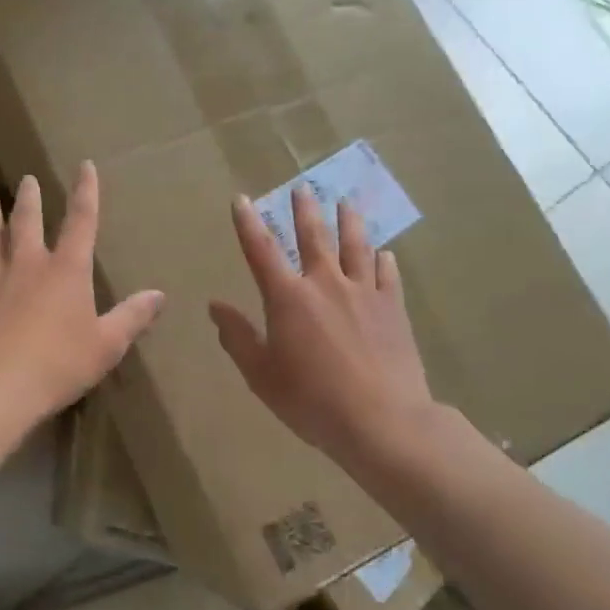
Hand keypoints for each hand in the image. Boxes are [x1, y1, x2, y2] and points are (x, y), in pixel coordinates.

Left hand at [0, 163, 164, 433]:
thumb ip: (132, 317)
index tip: (85, 166)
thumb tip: (159, 294)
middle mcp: (28, 267)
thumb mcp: (107, 344)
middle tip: (27, 180)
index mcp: (66, 270)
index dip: (86, 192)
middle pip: (28, 224)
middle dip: (30, 200)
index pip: (81, 222)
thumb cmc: (59, 363)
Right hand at [209, 185, 440, 467]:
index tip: (241, 199)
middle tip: (303, 187)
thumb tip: (215, 306)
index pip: (261, 250)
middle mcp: (325, 284)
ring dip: (349, 221)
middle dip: (304, 209)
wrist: (383, 422)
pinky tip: (385, 254)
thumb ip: (237, 337)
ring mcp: (364, 293)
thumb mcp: (261, 374)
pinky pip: (388, 276)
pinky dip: (384, 261)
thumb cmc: (312, 400)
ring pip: (355, 246)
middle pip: (313, 236)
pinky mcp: (394, 309)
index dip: (248, 223)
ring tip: (346, 202)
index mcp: (288, 298)